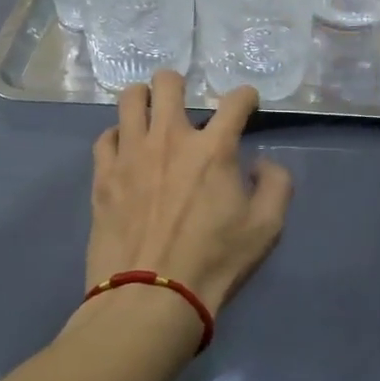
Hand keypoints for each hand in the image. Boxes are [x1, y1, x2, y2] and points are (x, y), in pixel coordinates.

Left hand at [85, 71, 292, 314]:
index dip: (246, 96)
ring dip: (143, 99)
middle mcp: (169, 139)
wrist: (151, 298)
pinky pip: (105, 137)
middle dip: (180, 83)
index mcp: (213, 149)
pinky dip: (118, 136)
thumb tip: (261, 164)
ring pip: (129, 99)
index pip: (235, 100)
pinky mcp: (103, 176)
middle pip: (168, 82)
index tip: (248, 103)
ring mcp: (130, 154)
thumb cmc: (214, 261)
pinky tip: (126, 151)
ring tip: (150, 115)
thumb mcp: (266, 228)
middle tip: (185, 103)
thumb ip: (276, 185)